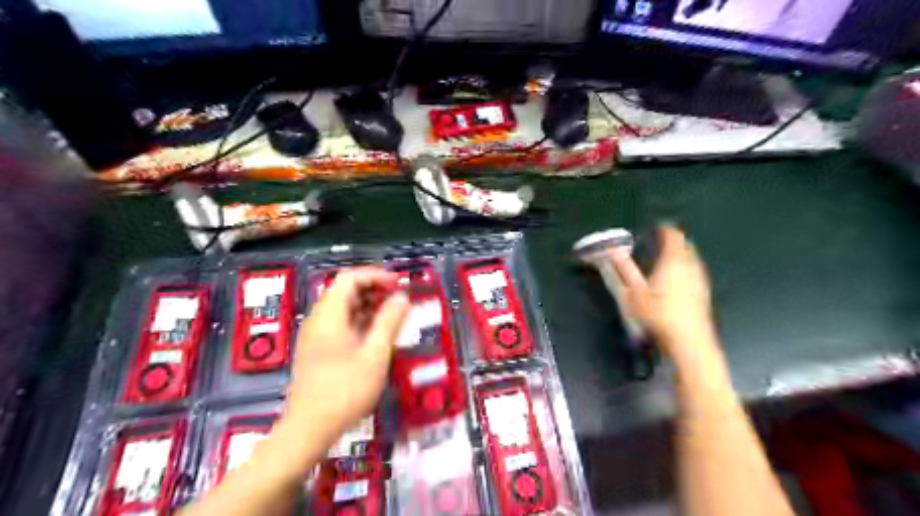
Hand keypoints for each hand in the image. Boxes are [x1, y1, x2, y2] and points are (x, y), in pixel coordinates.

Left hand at [285, 269, 404, 441]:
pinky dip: (360, 320)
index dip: (375, 276)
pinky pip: (339, 323)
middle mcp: (318, 319)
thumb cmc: (345, 390)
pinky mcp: (316, 348)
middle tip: (399, 299)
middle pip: (345, 290)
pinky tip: (377, 334)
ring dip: (368, 305)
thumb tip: (401, 297)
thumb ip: (389, 322)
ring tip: (393, 315)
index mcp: (329, 315)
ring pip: (342, 307)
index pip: (350, 278)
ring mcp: (315, 334)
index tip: (399, 284)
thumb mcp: (375, 355)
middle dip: (374, 289)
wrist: (308, 428)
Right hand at [609, 227, 726, 371]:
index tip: (657, 229)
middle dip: (674, 242)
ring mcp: (700, 281)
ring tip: (668, 260)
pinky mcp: (704, 294)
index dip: (665, 230)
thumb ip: (621, 270)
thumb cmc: (658, 317)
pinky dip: (686, 270)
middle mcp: (690, 267)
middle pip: (685, 246)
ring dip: (681, 256)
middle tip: (662, 242)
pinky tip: (677, 282)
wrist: (689, 344)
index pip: (673, 236)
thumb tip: (611, 252)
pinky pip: (696, 273)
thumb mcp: (632, 293)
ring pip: (693, 260)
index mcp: (673, 262)